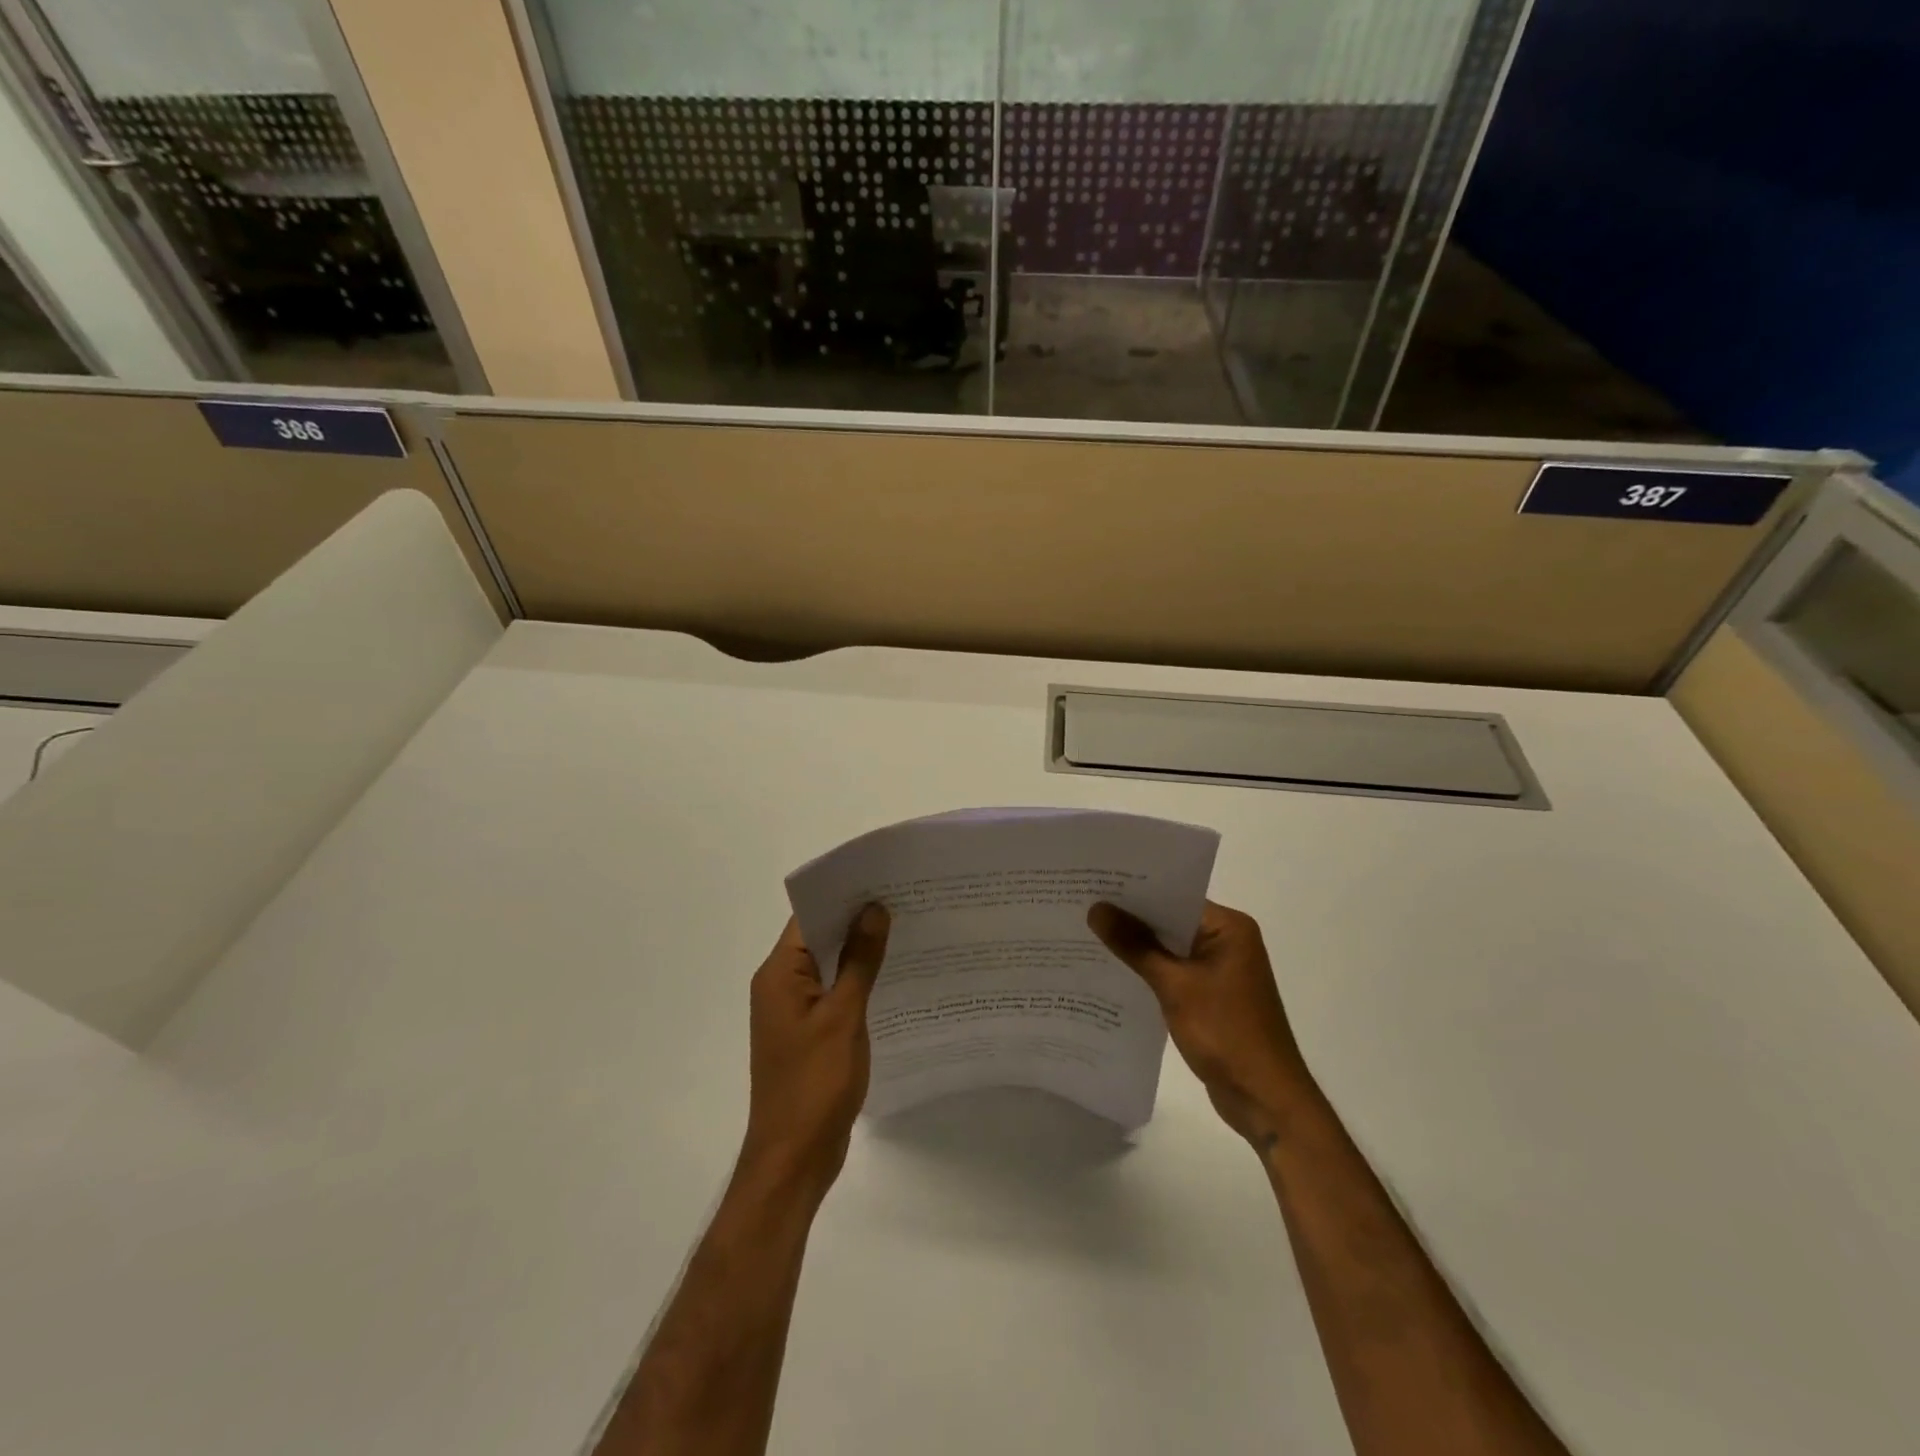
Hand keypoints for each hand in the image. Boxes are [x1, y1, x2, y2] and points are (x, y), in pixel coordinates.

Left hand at [739, 905, 890, 1201]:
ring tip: (907, 929)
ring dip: (860, 951)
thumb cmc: (815, 1084)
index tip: (883, 877)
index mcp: (779, 974)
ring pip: (829, 966)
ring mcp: (794, 1011)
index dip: (843, 895)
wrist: (794, 1159)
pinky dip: (858, 980)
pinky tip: (893, 976)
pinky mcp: (808, 1032)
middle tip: (905, 898)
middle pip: (819, 938)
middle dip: (857, 919)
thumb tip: (873, 909)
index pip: (809, 917)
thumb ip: (859, 961)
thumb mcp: (843, 1016)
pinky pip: (834, 992)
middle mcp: (781, 985)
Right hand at [1089, 900, 1315, 1149]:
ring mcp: (1221, 970)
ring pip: (1169, 948)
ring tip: (1087, 934)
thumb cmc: (1226, 1033)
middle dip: (1130, 919)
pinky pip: (1173, 972)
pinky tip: (1113, 971)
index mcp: (1229, 928)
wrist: (1265, 1100)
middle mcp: (1228, 941)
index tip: (1094, 884)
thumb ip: (1135, 945)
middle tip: (1082, 906)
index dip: (1134, 891)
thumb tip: (1096, 909)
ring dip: (1137, 947)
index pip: (1175, 896)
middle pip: (1171, 920)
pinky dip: (1148, 972)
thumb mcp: (1174, 986)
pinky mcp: (1211, 996)